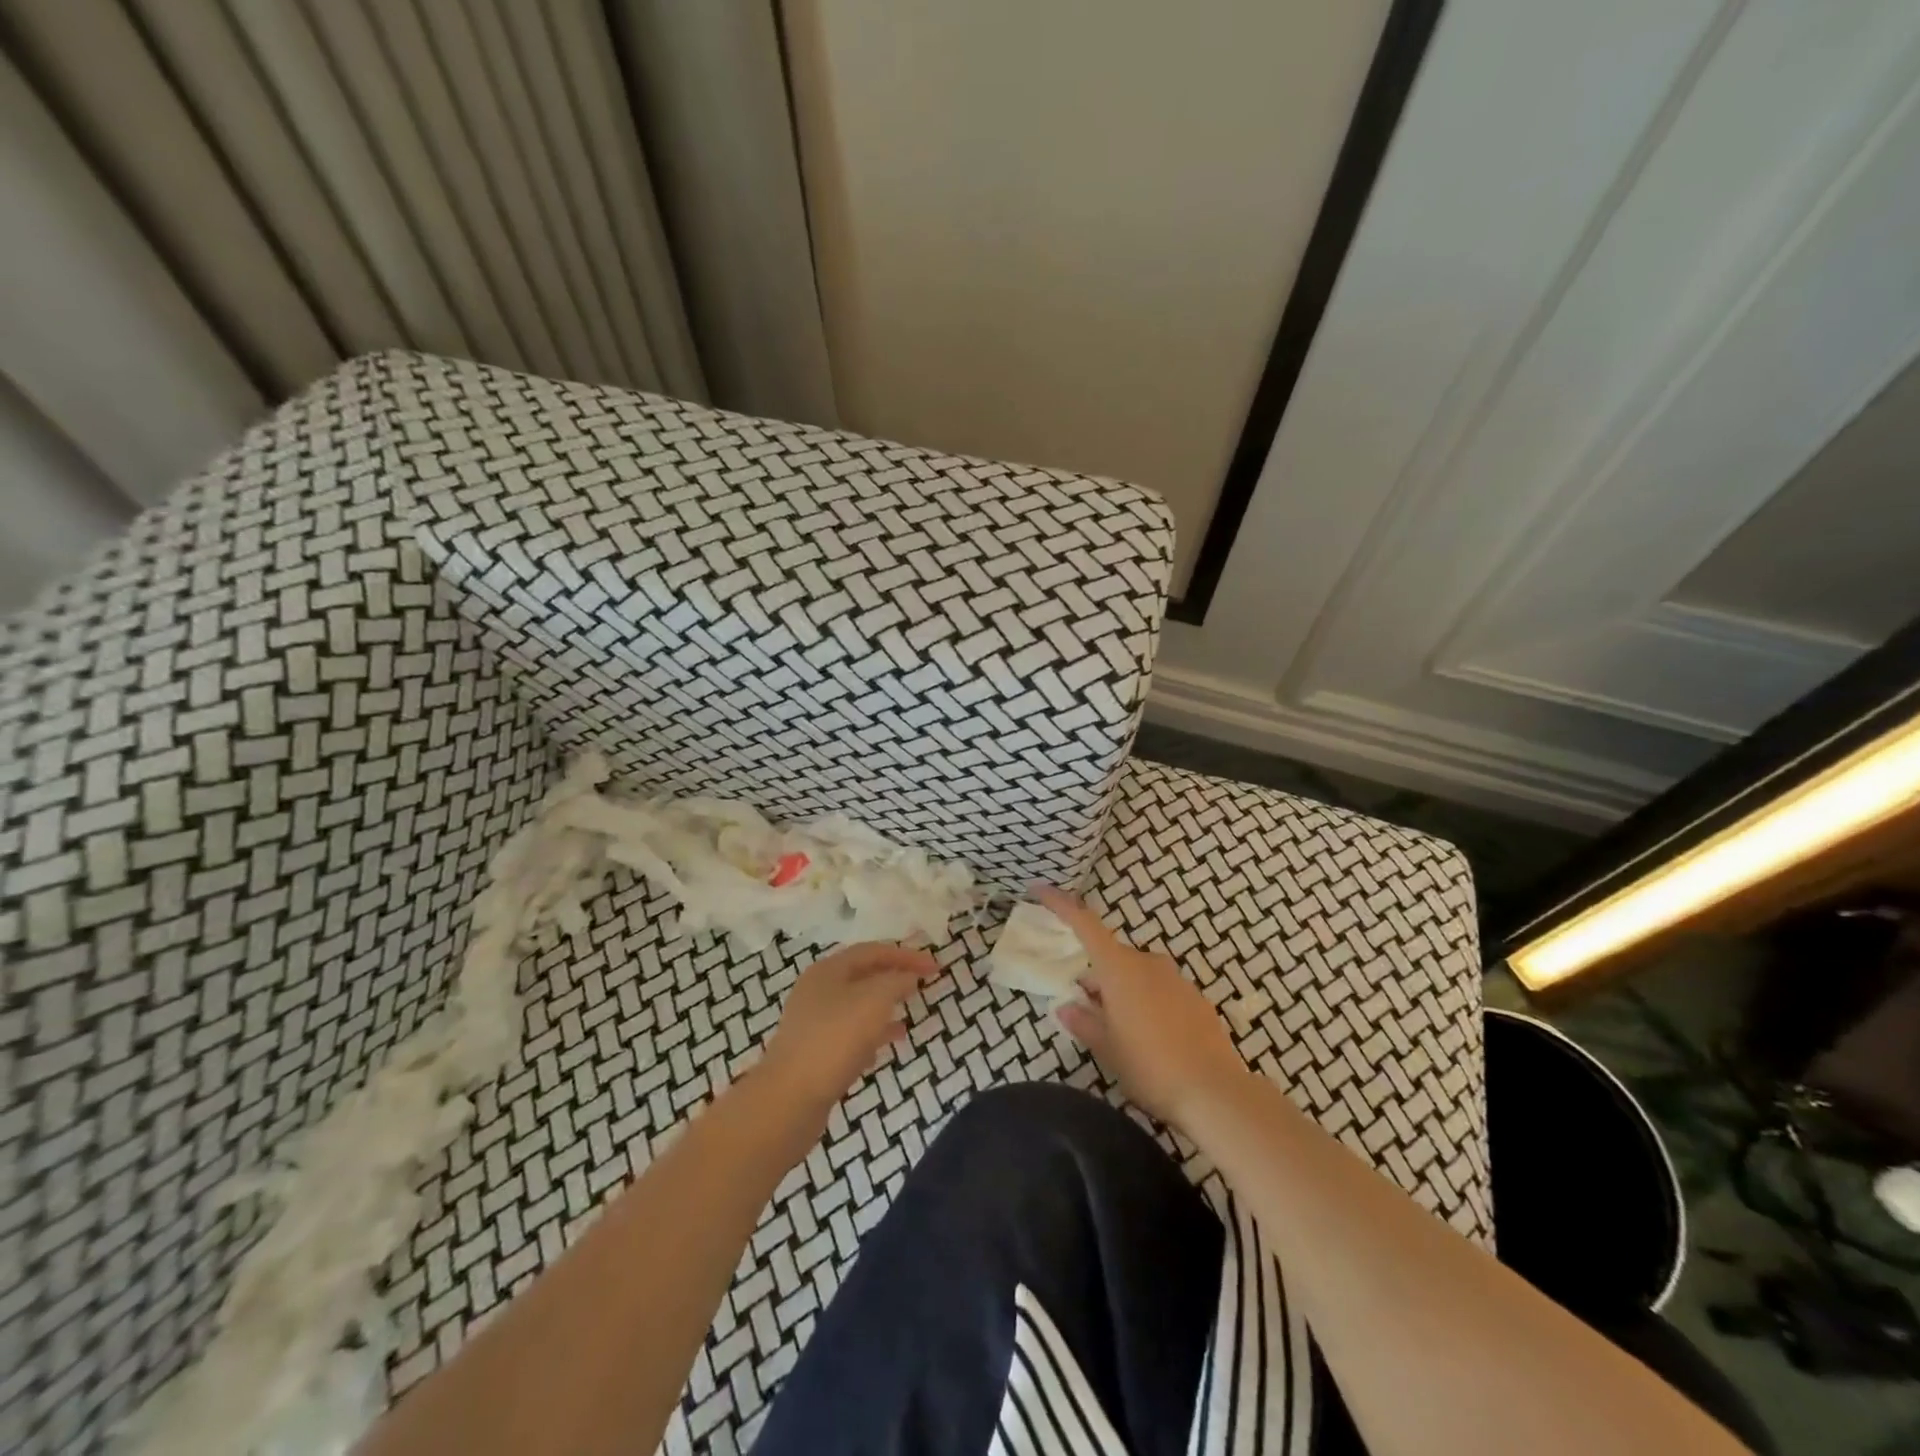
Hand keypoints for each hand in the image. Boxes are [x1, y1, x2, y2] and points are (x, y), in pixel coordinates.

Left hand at [758, 942, 938, 1125]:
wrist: (789, 1099)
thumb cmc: (835, 1039)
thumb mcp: (874, 1001)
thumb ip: (896, 982)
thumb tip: (907, 977)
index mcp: (828, 970)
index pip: (873, 951)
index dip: (906, 955)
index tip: (935, 967)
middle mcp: (817, 990)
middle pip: (862, 976)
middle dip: (894, 978)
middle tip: (922, 984)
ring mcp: (813, 1023)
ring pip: (857, 1006)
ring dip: (885, 1006)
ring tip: (910, 1014)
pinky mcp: (815, 1053)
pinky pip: (850, 1034)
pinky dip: (873, 1034)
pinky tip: (888, 1045)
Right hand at [1036, 886, 1247, 1130]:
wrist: (1216, 1093)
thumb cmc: (1150, 1067)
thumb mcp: (1107, 1048)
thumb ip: (1084, 1022)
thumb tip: (1067, 1006)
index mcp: (1119, 968)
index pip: (1084, 924)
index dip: (1060, 904)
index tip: (1040, 889)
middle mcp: (1147, 963)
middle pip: (1111, 955)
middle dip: (1095, 975)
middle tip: (1084, 1006)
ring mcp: (1176, 979)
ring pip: (1136, 973)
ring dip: (1121, 990)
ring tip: (1118, 1029)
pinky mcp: (1196, 999)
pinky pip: (1160, 989)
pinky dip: (1146, 1001)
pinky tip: (1149, 1036)